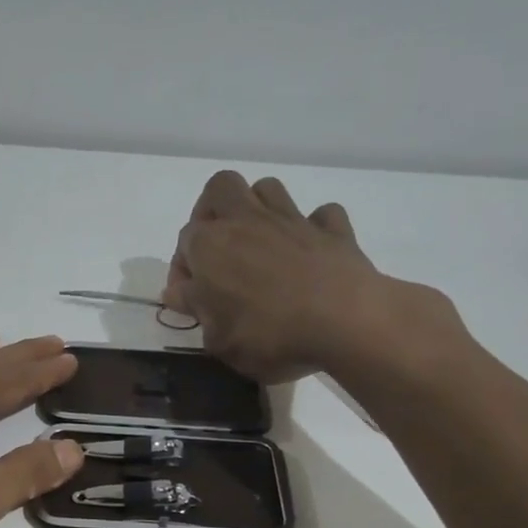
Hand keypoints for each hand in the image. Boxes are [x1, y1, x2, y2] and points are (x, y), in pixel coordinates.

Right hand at [163, 170, 466, 391]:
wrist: (346, 322)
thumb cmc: (269, 335)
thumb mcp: (218, 340)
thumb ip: (197, 310)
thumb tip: (181, 292)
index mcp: (210, 246)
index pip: (184, 242)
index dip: (183, 269)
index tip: (190, 298)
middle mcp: (246, 221)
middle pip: (221, 188)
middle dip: (213, 210)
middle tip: (217, 247)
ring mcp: (292, 220)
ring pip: (267, 188)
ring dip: (258, 209)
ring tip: (259, 243)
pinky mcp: (333, 230)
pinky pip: (320, 215)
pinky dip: (313, 228)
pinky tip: (309, 251)